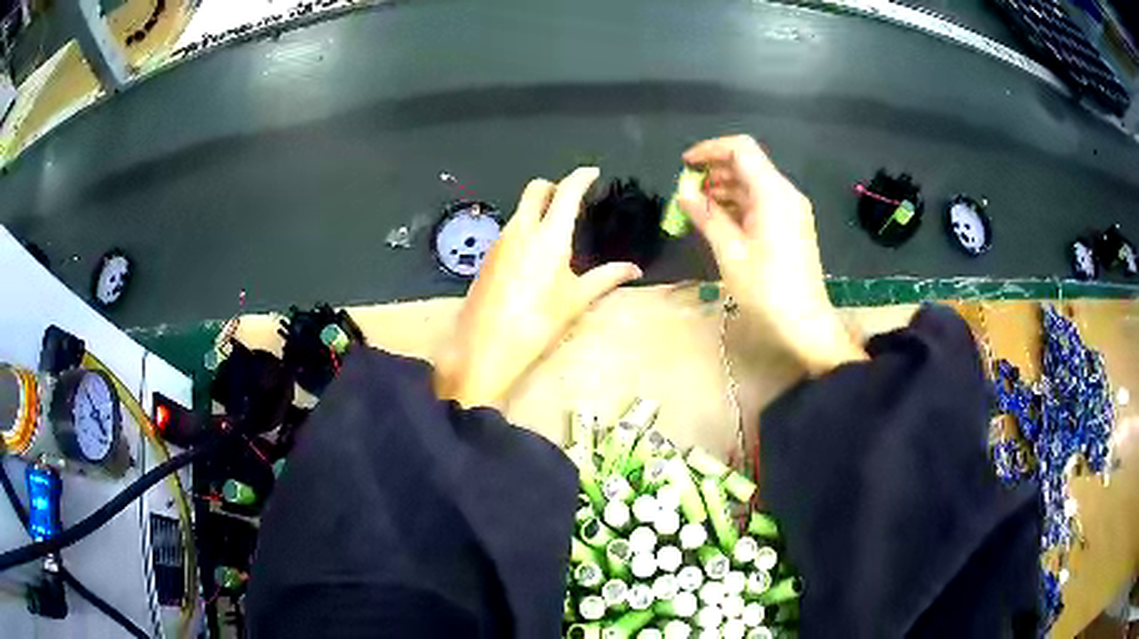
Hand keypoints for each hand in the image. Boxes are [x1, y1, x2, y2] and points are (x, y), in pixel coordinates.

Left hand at [435, 168, 642, 407]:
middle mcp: (522, 229)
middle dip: (553, 186)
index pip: (567, 191)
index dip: (581, 177)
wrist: (485, 345)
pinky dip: (525, 228)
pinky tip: (533, 254)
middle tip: (570, 198)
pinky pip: (510, 229)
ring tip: (556, 229)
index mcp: (549, 235)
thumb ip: (607, 278)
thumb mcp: (576, 299)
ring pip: (520, 209)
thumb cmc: (538, 321)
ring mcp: (500, 240)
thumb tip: (634, 269)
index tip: (592, 173)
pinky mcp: (488, 255)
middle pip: (535, 189)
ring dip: (538, 208)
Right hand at [679, 135, 865, 374]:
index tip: (685, 165)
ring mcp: (791, 210)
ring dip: (724, 189)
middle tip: (686, 192)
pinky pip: (761, 202)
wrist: (805, 325)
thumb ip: (707, 216)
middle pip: (747, 165)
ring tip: (696, 209)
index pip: (741, 149)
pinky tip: (718, 221)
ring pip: (753, 184)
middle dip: (714, 171)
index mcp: (773, 193)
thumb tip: (684, 192)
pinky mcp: (791, 226)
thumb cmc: (767, 290)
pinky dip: (738, 205)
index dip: (710, 150)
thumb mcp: (730, 252)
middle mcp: (785, 194)